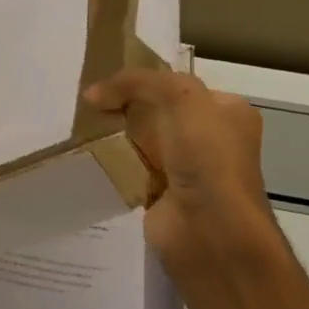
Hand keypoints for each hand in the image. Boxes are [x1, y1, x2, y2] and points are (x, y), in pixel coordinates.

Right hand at [84, 68, 279, 274]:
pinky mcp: (161, 195)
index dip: (144, 81)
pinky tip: (89, 157)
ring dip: (115, 137)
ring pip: (141, 142)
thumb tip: (92, 94)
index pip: (179, 86)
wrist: (208, 228)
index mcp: (226, 111)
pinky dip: (112, 165)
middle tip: (89, 105)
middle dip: (125, 109)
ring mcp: (185, 169)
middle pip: (157, 113)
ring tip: (81, 128)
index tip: (106, 83)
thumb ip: (136, 83)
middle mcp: (209, 139)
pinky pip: (130, 171)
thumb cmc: (206, 157)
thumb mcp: (179, 97)